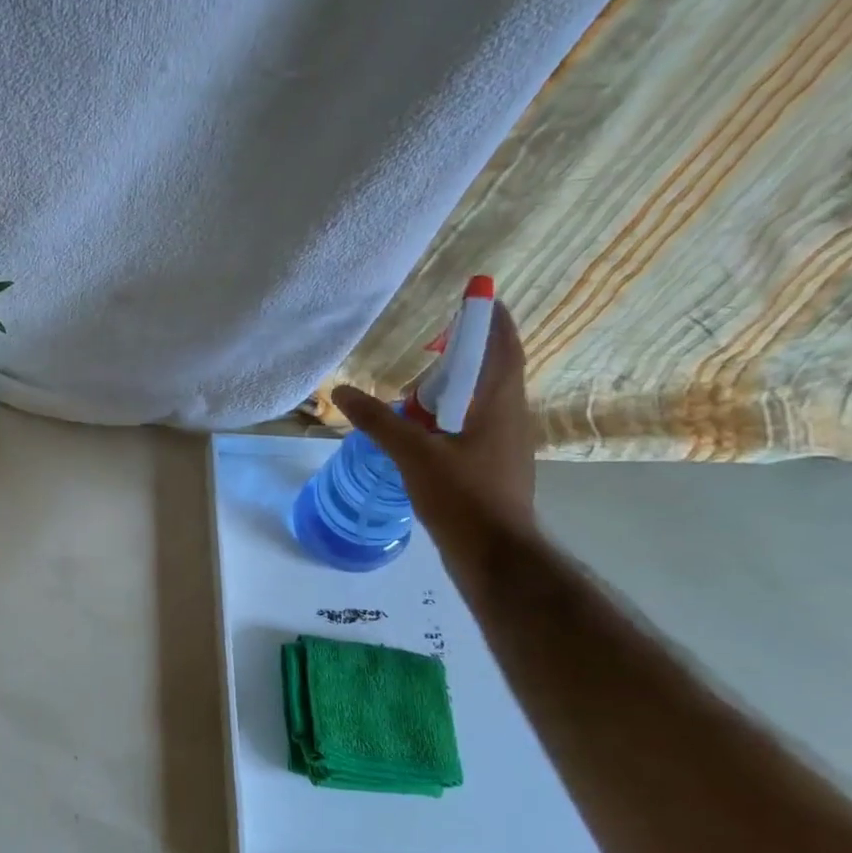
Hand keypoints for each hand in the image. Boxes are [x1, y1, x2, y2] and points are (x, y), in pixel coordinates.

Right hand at [333, 303, 535, 539]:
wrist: (495, 554)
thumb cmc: (463, 497)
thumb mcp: (414, 455)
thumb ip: (379, 421)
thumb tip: (341, 392)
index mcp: (500, 403)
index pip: (503, 346)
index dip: (492, 320)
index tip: (477, 297)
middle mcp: (510, 416)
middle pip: (491, 371)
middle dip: (463, 355)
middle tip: (428, 350)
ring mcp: (505, 443)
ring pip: (481, 401)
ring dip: (454, 390)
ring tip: (417, 392)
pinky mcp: (494, 465)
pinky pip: (474, 426)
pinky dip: (450, 417)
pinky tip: (422, 432)